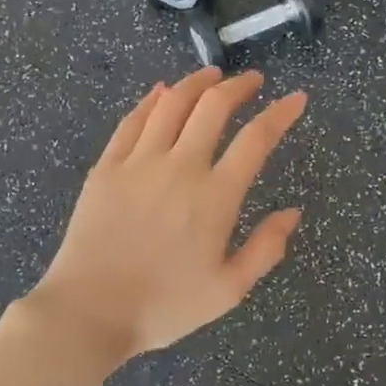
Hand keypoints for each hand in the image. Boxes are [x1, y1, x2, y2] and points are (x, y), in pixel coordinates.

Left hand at [29, 68, 306, 360]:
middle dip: (238, 86)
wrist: (89, 311)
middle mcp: (180, 167)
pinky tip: (161, 92)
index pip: (256, 139)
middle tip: (252, 80)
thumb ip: (265, 249)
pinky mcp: (106, 167)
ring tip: (212, 74)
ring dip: (196, 83)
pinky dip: (151, 100)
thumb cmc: (164, 306)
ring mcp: (139, 162)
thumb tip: (292, 213)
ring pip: (171, 104)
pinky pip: (132, 121)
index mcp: (215, 196)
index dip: (281, 113)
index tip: (296, 99)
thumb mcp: (228, 290)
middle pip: (213, 107)